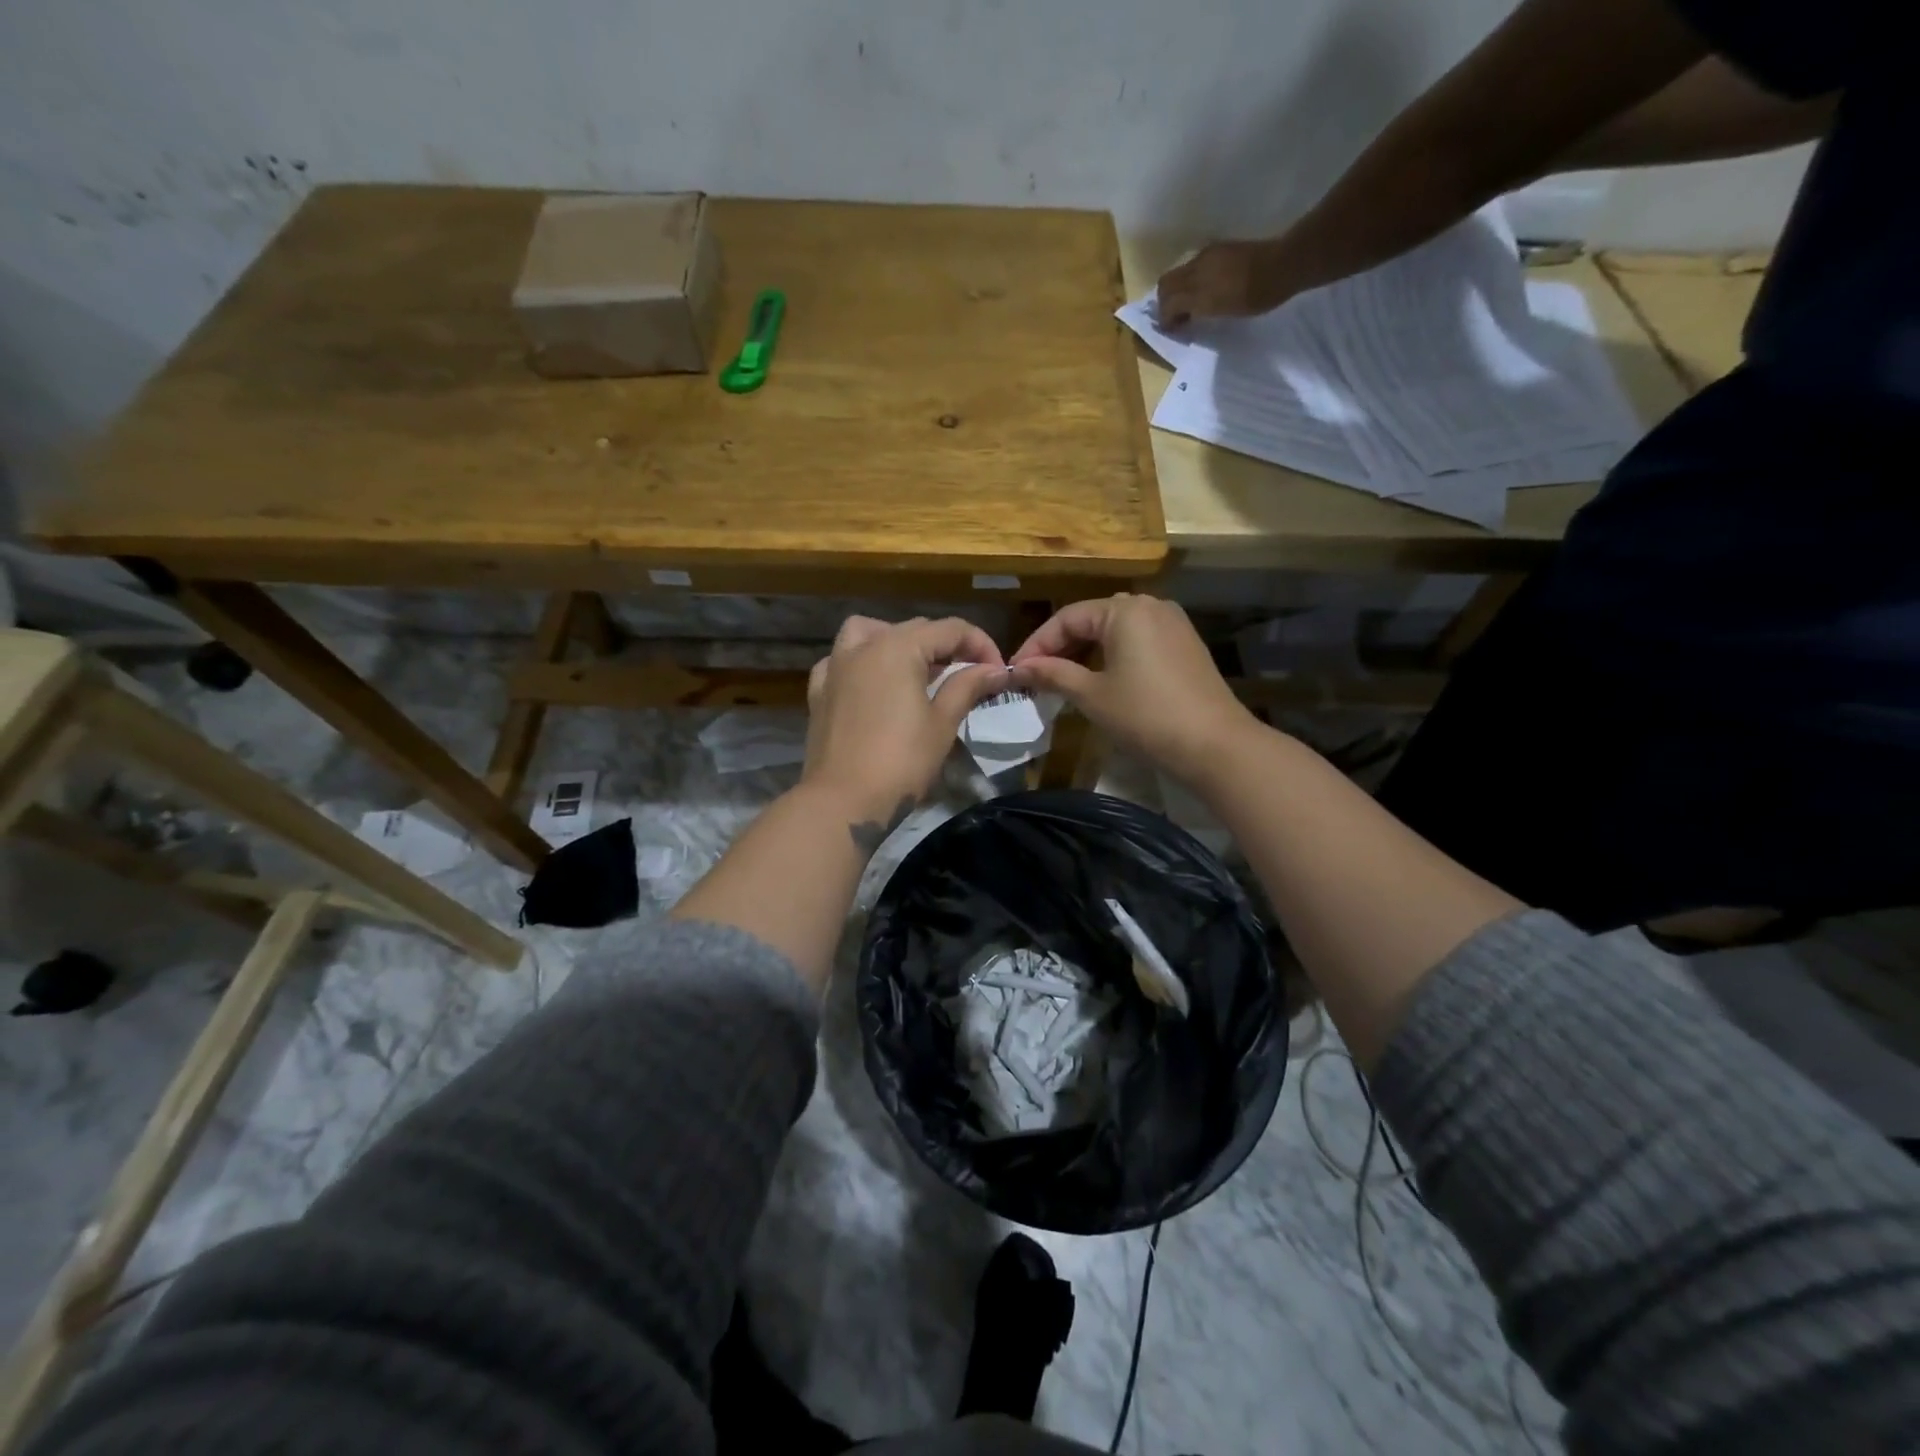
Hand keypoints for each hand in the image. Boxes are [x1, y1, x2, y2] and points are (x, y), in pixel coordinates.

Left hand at [803, 616, 1006, 829]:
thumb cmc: (901, 761)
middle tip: (969, 676)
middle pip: (913, 629)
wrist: (843, 801)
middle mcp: (863, 646)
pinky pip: (841, 661)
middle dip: (946, 646)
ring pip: (869, 632)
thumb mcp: (942, 723)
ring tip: (916, 669)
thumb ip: (967, 686)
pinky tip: (872, 683)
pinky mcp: (819, 692)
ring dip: (898, 641)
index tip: (998, 673)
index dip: (981, 645)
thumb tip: (995, 670)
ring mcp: (835, 667)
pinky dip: (861, 662)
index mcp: (898, 647)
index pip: (950, 629)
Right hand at [1010, 595, 1256, 785]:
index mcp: (1125, 610)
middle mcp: (1150, 606)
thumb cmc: (1146, 715)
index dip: (1037, 643)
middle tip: (1035, 676)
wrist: (1214, 744)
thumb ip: (1054, 674)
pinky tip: (1099, 679)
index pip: (1068, 617)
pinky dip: (1112, 655)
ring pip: (1115, 630)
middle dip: (1060, 647)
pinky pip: (1137, 640)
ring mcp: (1172, 624)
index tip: (1016, 671)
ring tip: (1062, 679)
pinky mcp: (1185, 645)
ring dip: (1085, 651)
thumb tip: (1020, 668)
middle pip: (1092, 619)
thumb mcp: (1092, 695)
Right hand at [1156, 239, 1296, 325]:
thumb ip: (1196, 310)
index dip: (1164, 318)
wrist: (1285, 264)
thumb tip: (1180, 314)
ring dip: (1178, 291)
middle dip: (1165, 302)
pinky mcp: (1220, 249)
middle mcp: (1197, 266)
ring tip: (1190, 306)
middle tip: (1174, 318)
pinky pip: (1195, 266)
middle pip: (1167, 283)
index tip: (1171, 330)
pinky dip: (1191, 281)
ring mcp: (1209, 255)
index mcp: (1196, 284)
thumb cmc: (1257, 295)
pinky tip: (1205, 290)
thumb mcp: (1222, 310)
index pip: (1166, 301)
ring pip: (1180, 273)